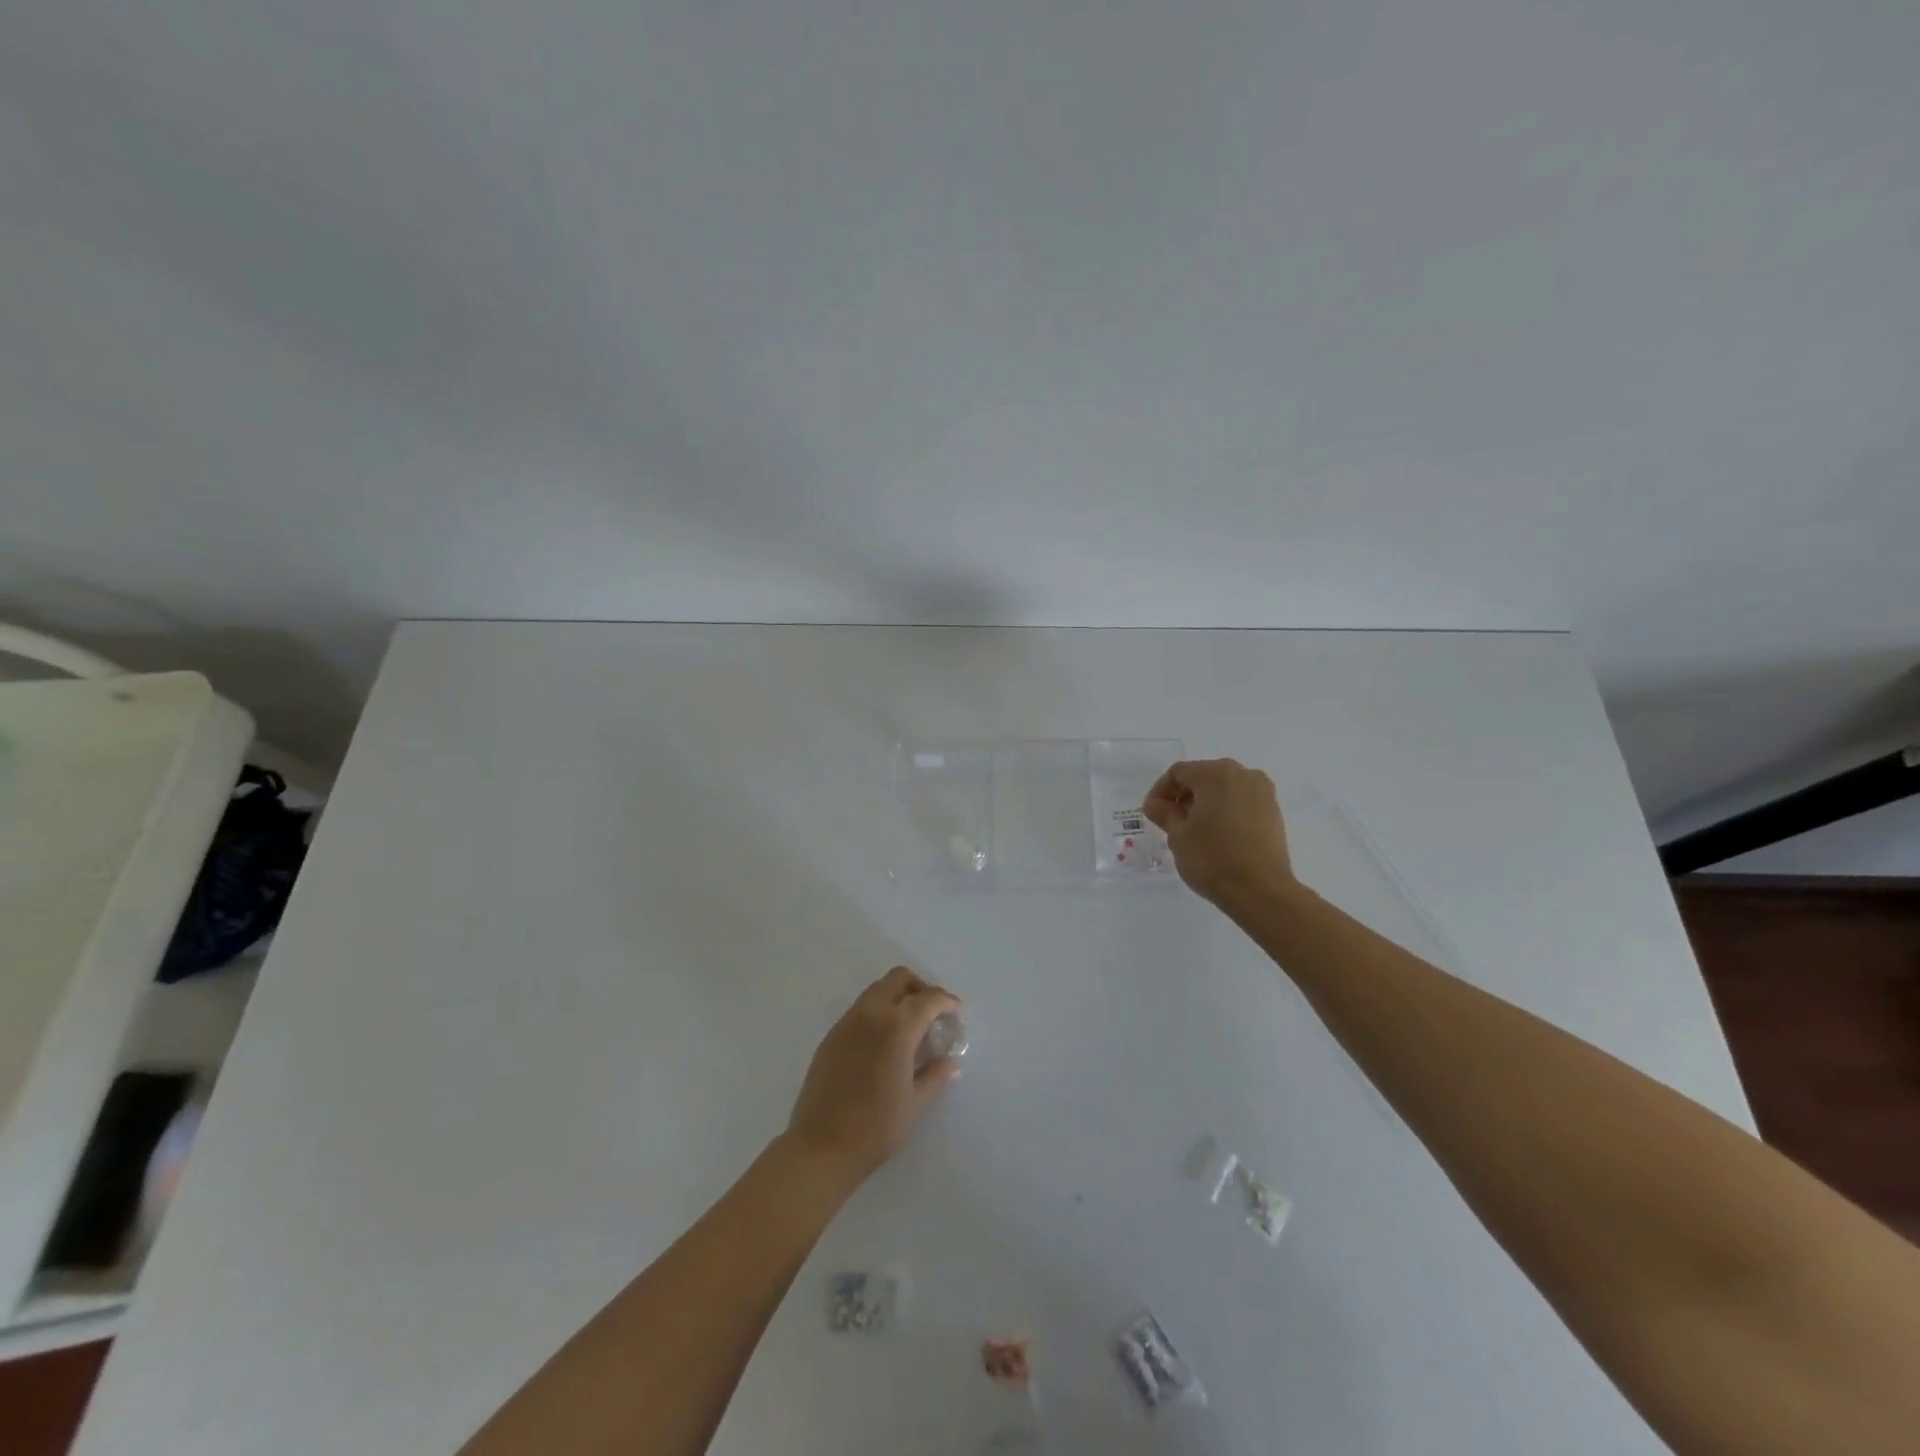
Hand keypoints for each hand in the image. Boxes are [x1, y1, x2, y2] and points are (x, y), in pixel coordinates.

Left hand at [785, 967, 961, 1185]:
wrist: (820, 1148)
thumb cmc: (875, 1128)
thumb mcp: (915, 1103)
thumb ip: (935, 1075)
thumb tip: (950, 1062)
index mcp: (896, 1027)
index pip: (928, 998)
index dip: (946, 1001)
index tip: (956, 1012)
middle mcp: (870, 1014)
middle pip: (898, 979)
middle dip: (920, 988)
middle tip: (933, 1013)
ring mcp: (846, 1023)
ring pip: (877, 990)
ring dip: (897, 998)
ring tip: (909, 1029)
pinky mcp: (830, 1036)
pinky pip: (860, 1010)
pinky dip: (878, 1013)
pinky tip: (883, 1044)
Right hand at [1143, 759, 1294, 907]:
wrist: (1261, 891)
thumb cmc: (1212, 858)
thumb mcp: (1178, 835)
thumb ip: (1164, 813)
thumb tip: (1156, 804)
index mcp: (1216, 774)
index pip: (1178, 773)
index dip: (1160, 791)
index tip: (1152, 815)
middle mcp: (1243, 774)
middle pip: (1203, 776)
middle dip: (1184, 796)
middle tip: (1171, 821)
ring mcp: (1263, 792)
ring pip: (1224, 789)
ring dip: (1205, 803)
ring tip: (1194, 830)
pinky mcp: (1274, 812)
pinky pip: (1242, 802)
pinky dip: (1225, 811)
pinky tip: (1218, 835)